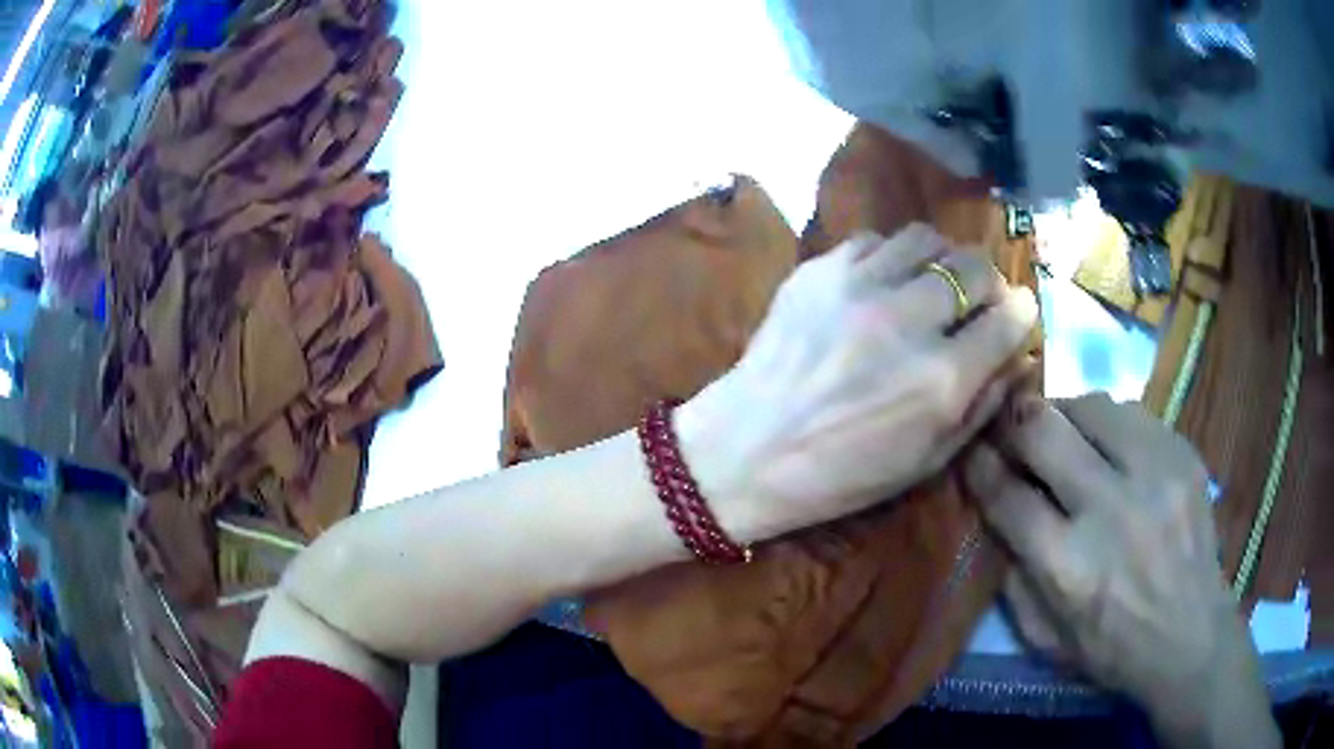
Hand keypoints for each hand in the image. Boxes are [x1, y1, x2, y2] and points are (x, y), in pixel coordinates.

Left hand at [677, 224, 1037, 540]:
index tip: (1017, 314)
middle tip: (976, 299)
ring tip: (931, 285)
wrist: (745, 451)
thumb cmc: (841, 474)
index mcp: (941, 380)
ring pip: (926, 238)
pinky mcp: (817, 271)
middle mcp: (907, 321)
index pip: (1008, 318)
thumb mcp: (926, 462)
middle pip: (973, 265)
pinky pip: (875, 241)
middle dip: (987, 281)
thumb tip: (1018, 357)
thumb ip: (982, 406)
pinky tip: (881, 284)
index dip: (1021, 312)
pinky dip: (891, 257)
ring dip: (941, 259)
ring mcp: (858, 287)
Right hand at [964, 393, 1277, 748]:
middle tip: (1010, 427)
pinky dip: (1109, 423)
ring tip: (1064, 433)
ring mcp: (1154, 475)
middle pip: (1044, 431)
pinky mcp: (1183, 456)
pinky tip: (1110, 445)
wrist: (1190, 635)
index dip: (981, 466)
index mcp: (1068, 567)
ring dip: (1066, 415)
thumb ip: (1014, 577)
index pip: (1008, 495)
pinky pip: (1133, 414)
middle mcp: (1110, 510)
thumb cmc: (1111, 648)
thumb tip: (997, 512)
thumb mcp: (1045, 637)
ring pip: (1091, 406)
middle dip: (1015, 423)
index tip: (972, 450)